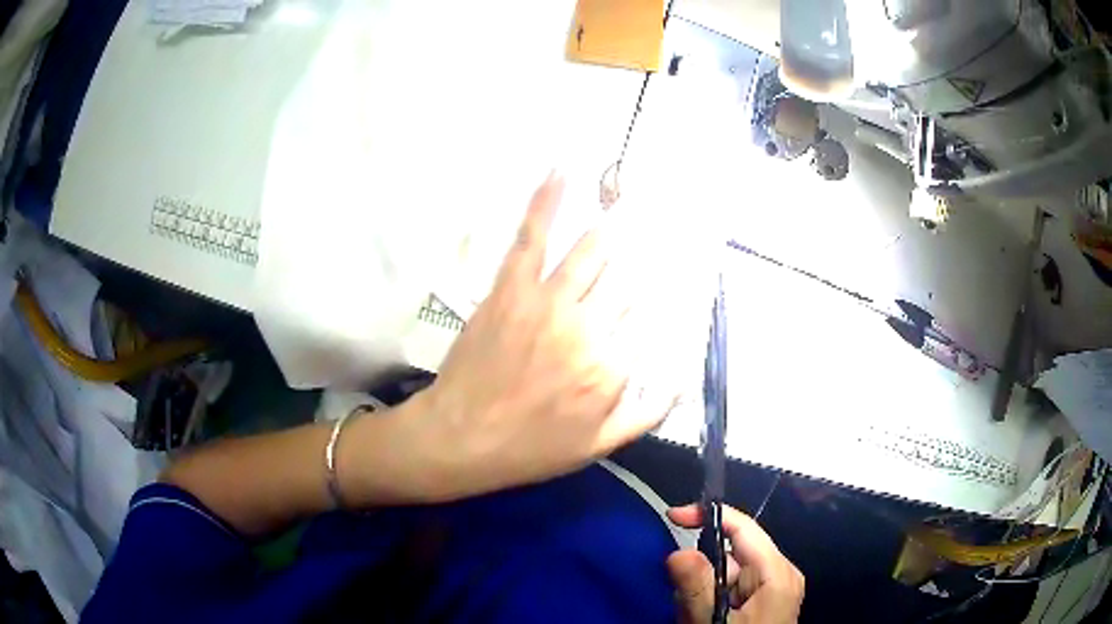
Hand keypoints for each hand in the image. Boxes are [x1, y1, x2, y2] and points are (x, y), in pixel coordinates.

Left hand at [410, 172, 677, 500]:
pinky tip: (560, 172)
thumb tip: (683, 378)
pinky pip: (533, 238)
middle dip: (642, 259)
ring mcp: (548, 302)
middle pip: (626, 282)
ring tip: (627, 202)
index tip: (660, 287)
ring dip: (610, 228)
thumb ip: (647, 413)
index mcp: (612, 367)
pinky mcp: (510, 289)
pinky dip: (546, 202)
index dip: (654, 303)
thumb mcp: (599, 447)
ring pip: (590, 253)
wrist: (461, 439)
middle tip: (660, 230)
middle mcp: (588, 327)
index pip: (648, 320)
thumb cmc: (530, 448)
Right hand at [667, 504, 803, 623]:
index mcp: (776, 572)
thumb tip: (678, 552)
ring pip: (728, 574)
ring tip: (694, 619)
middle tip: (682, 601)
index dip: (709, 515)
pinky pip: (731, 590)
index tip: (672, 516)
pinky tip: (703, 620)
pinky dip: (710, 601)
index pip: (744, 528)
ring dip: (702, 592)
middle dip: (700, 572)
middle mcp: (778, 574)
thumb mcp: (713, 623)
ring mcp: (772, 589)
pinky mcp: (763, 602)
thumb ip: (696, 588)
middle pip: (733, 553)